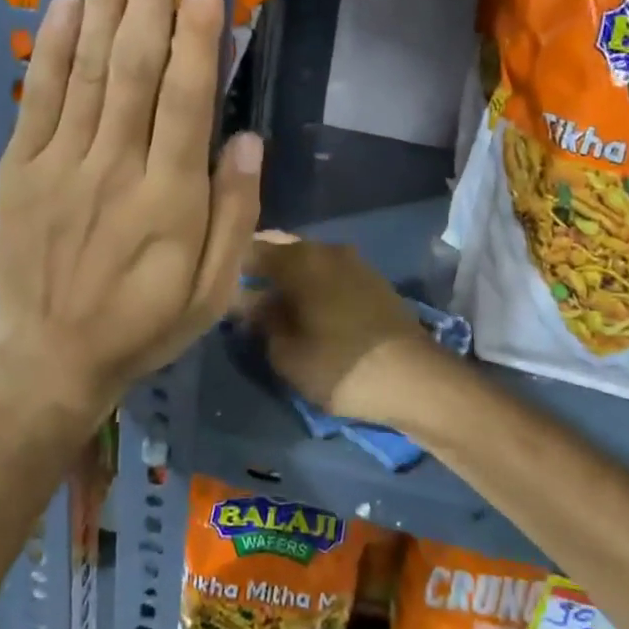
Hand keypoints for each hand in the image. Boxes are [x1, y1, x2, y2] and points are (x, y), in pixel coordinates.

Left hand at [0, 0, 262, 434]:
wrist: (50, 359)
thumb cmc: (145, 325)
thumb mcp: (214, 292)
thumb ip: (236, 214)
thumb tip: (248, 137)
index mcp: (172, 200)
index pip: (189, 98)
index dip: (198, 30)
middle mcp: (116, 169)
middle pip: (136, 64)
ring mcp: (61, 164)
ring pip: (88, 68)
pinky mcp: (22, 168)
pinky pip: (40, 97)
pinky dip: (54, 45)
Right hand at [240, 235, 428, 422]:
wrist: (415, 380)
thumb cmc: (340, 366)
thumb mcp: (286, 354)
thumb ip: (261, 322)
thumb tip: (248, 303)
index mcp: (300, 260)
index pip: (251, 248)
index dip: (229, 265)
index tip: (214, 284)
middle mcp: (326, 250)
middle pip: (281, 248)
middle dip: (259, 267)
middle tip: (239, 294)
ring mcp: (354, 262)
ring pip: (307, 259)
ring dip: (286, 275)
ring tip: (269, 303)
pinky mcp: (372, 280)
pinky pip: (328, 272)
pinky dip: (311, 283)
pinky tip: (303, 306)